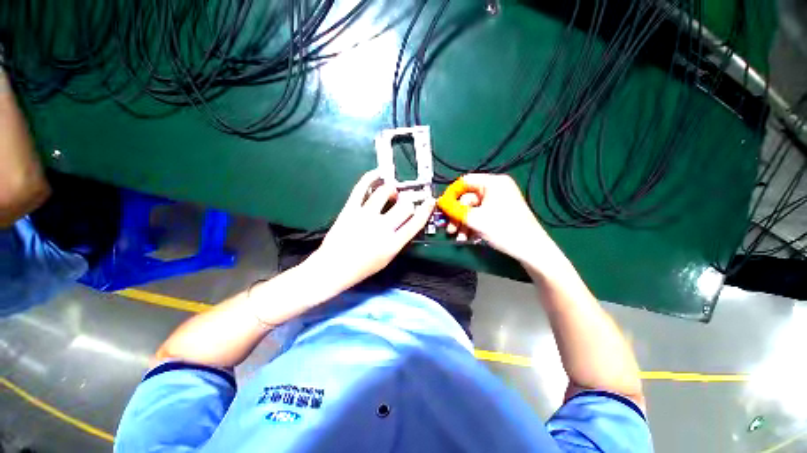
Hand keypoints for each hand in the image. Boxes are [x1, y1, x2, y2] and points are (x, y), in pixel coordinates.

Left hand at [311, 170, 434, 289]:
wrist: (333, 268)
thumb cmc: (362, 268)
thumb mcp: (387, 259)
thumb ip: (399, 241)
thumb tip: (407, 223)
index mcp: (393, 243)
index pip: (416, 223)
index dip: (425, 210)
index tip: (429, 201)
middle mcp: (381, 227)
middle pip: (404, 206)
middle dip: (408, 202)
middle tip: (403, 203)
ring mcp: (365, 216)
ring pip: (385, 192)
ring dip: (392, 190)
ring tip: (390, 192)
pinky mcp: (350, 209)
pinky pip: (361, 188)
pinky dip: (370, 177)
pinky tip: (377, 173)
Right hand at [445, 174, 554, 262]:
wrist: (530, 250)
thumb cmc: (504, 229)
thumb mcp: (474, 219)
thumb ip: (454, 209)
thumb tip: (440, 202)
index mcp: (493, 183)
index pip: (465, 182)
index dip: (451, 194)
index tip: (442, 207)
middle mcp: (496, 189)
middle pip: (467, 198)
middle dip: (457, 215)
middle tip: (449, 228)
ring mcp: (498, 201)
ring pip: (472, 209)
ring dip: (463, 223)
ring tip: (459, 237)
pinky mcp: (499, 213)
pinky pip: (480, 215)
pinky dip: (472, 225)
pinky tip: (467, 237)